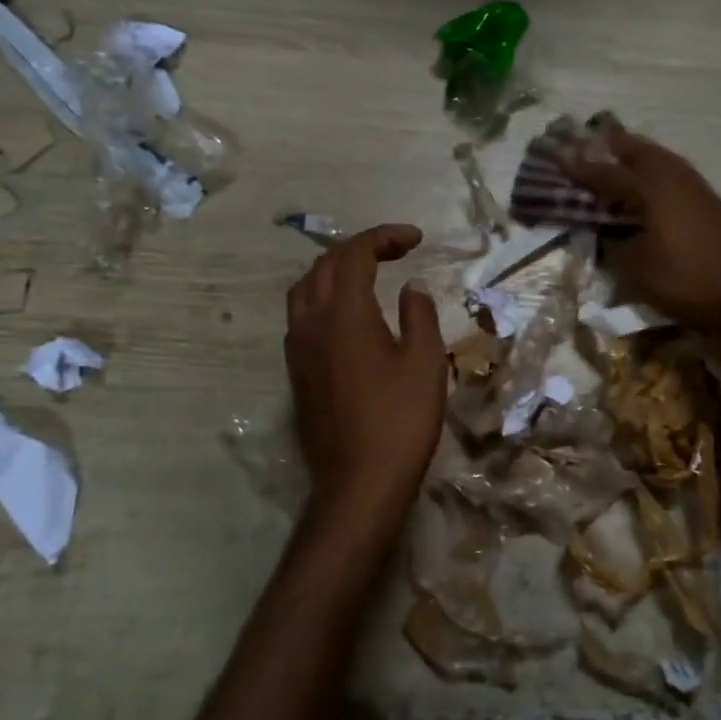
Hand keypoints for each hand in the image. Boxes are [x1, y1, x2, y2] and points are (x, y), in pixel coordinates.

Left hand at [285, 224, 445, 523]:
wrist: (359, 482)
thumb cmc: (400, 420)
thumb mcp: (425, 363)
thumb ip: (419, 315)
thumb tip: (411, 287)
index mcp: (344, 313)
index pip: (355, 254)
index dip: (384, 237)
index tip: (416, 238)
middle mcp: (310, 322)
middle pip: (324, 265)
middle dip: (360, 248)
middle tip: (396, 251)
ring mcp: (297, 349)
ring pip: (305, 289)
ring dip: (334, 270)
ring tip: (367, 274)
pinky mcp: (295, 372)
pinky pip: (301, 316)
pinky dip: (323, 298)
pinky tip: (347, 315)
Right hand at [564, 126, 720, 333]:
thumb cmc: (683, 280)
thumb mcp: (635, 268)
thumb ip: (614, 246)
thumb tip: (605, 236)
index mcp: (653, 190)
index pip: (610, 175)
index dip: (584, 169)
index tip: (561, 157)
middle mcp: (676, 180)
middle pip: (643, 153)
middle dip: (618, 146)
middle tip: (596, 140)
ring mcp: (698, 190)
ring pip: (665, 161)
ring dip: (641, 155)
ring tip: (624, 155)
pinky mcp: (712, 205)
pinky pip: (678, 176)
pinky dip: (659, 172)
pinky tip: (654, 185)